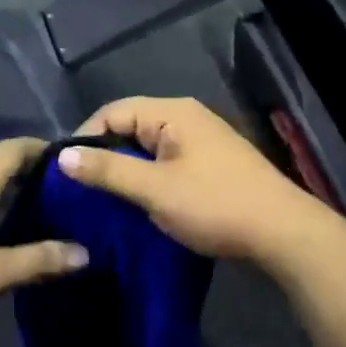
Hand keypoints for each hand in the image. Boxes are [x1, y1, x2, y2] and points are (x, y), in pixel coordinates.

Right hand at [58, 97, 331, 261]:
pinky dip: (148, 179)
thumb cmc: (214, 205)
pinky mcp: (210, 165)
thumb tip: (62, 156)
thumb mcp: (154, 189)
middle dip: (104, 156)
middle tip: (81, 189)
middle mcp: (186, 118)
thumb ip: (107, 170)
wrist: (283, 234)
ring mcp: (201, 141)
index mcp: (172, 112)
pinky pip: (165, 163)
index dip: (84, 138)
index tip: (65, 172)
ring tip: (104, 200)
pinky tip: (138, 203)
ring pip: (147, 148)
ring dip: (126, 171)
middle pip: (130, 127)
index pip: (112, 112)